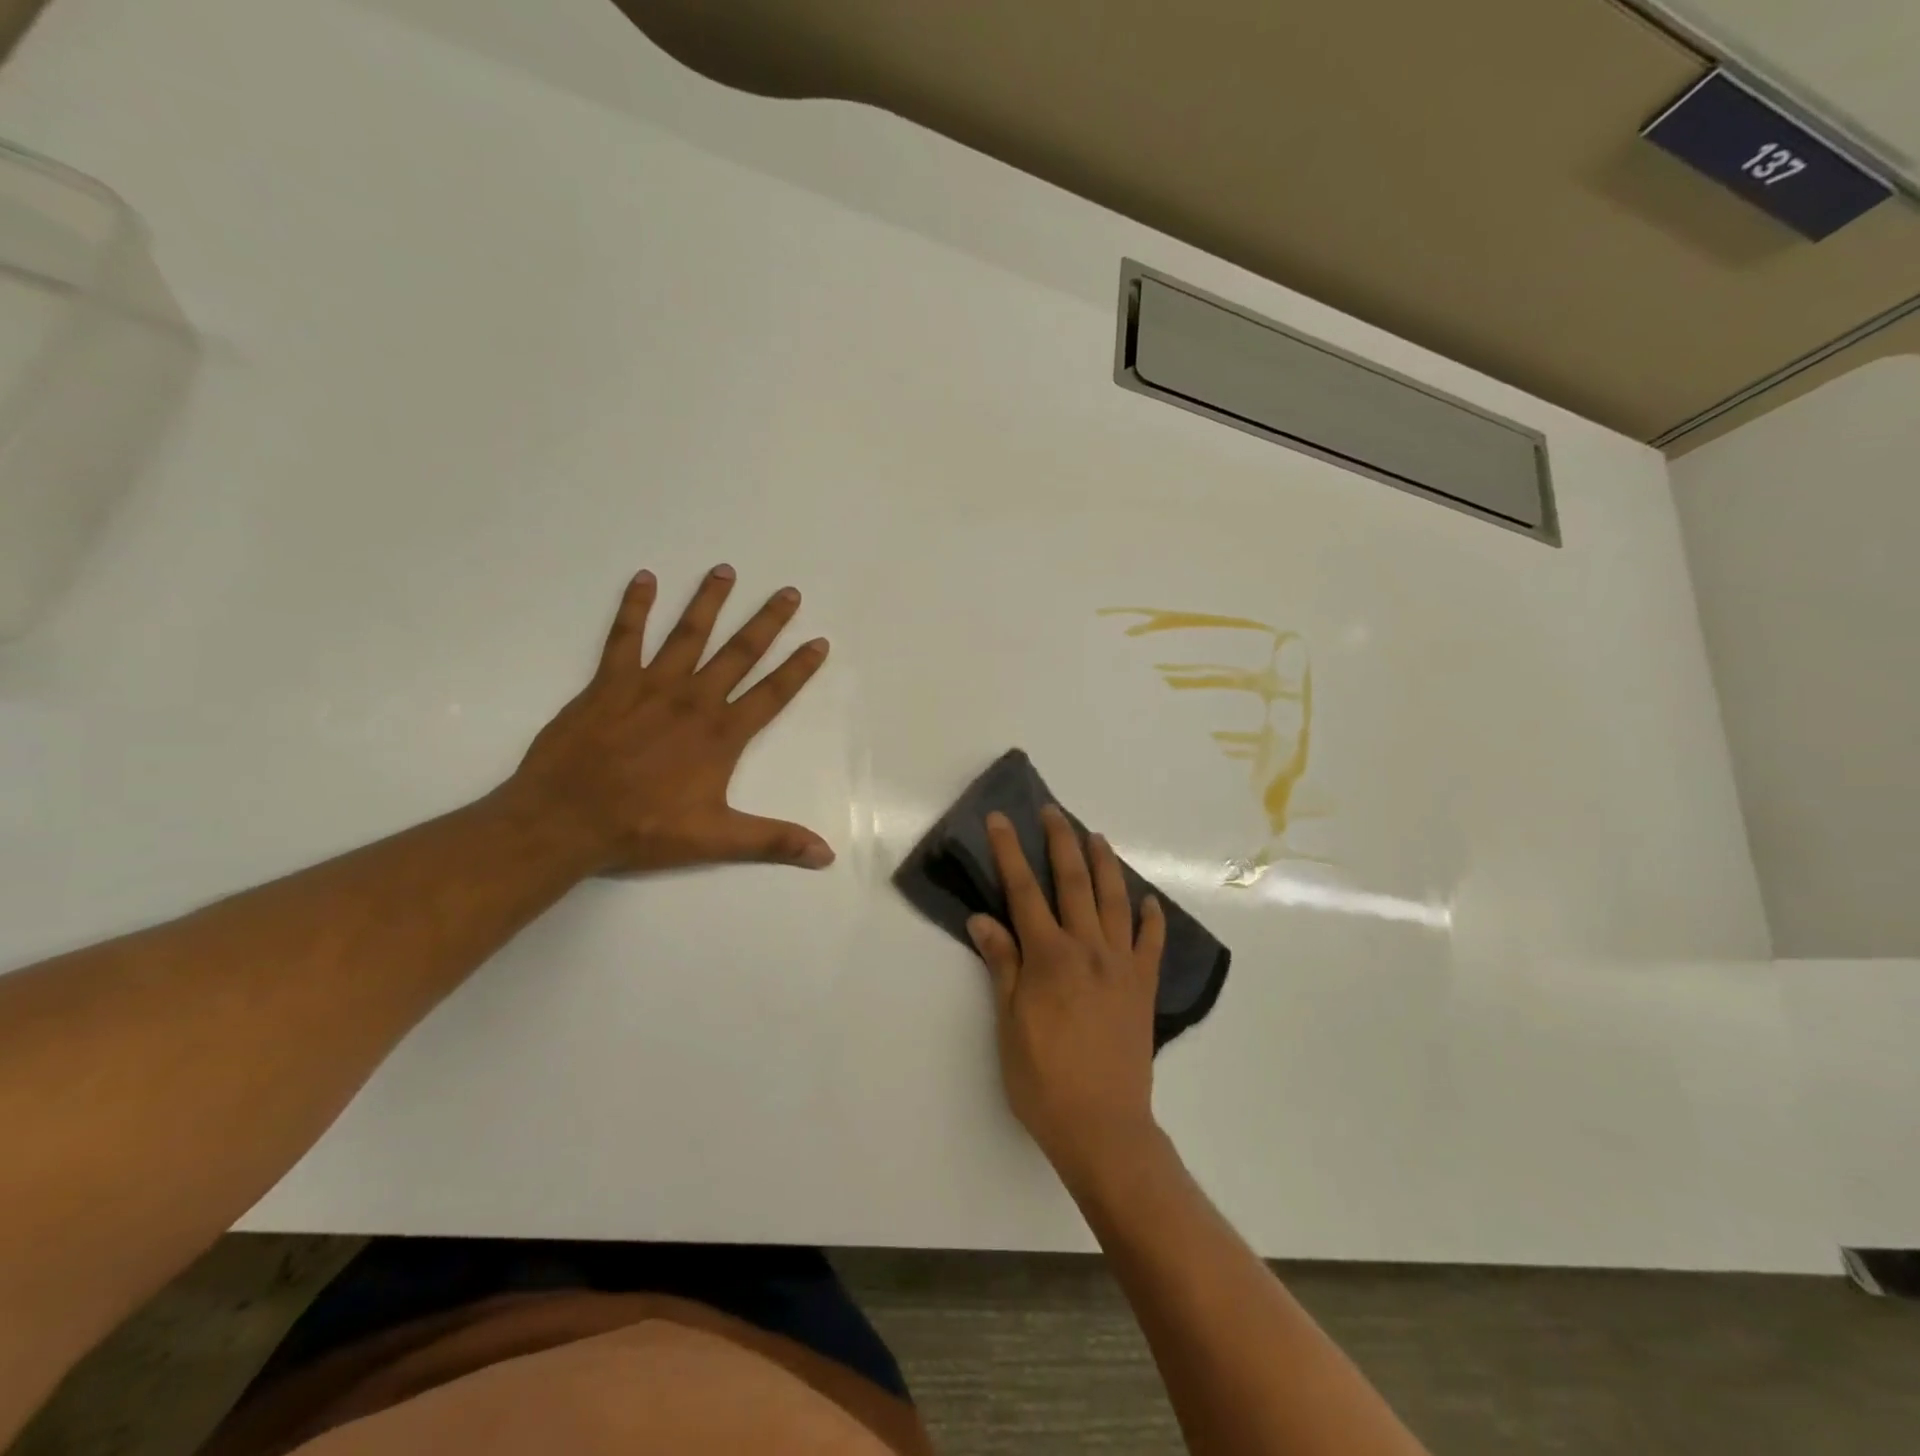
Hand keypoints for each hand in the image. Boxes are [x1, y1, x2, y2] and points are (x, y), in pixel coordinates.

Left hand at [505, 565, 833, 875]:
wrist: (567, 819)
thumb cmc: (644, 829)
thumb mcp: (716, 839)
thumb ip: (773, 841)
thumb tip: (826, 855)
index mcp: (721, 735)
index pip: (772, 694)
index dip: (798, 668)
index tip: (818, 641)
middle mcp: (693, 701)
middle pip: (738, 654)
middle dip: (766, 623)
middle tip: (788, 592)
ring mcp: (650, 686)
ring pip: (687, 634)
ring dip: (709, 602)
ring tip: (725, 570)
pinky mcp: (609, 683)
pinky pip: (625, 637)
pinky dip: (634, 606)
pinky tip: (644, 579)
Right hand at [967, 805, 1167, 1181]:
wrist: (1103, 1126)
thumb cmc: (1044, 1079)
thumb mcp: (1009, 1023)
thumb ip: (1002, 965)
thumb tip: (982, 918)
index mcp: (1049, 956)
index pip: (1024, 891)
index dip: (1009, 852)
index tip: (1001, 819)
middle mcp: (1088, 949)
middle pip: (1074, 883)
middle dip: (1060, 842)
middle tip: (1052, 812)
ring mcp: (1121, 966)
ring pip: (1114, 901)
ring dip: (1105, 865)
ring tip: (1097, 837)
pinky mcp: (1143, 987)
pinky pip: (1151, 944)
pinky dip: (1150, 919)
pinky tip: (1148, 902)